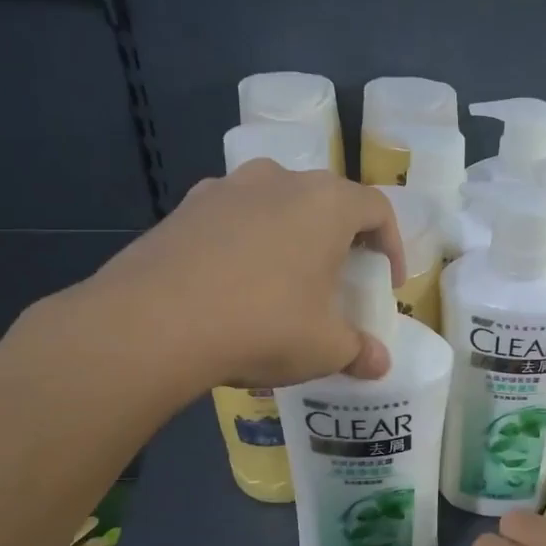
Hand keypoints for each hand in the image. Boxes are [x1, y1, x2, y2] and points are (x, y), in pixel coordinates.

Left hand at [69, 161, 404, 390]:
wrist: (153, 323)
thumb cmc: (262, 325)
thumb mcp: (324, 348)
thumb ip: (359, 351)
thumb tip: (379, 364)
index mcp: (326, 204)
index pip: (377, 208)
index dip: (391, 245)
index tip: (387, 282)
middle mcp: (279, 181)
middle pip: (326, 201)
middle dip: (340, 239)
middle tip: (339, 280)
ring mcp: (226, 189)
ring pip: (276, 205)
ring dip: (290, 236)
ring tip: (285, 281)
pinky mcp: (184, 208)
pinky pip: (232, 219)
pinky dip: (246, 243)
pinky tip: (235, 285)